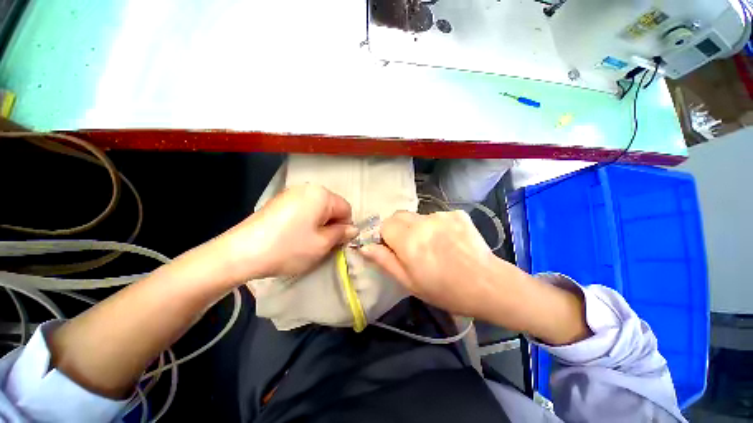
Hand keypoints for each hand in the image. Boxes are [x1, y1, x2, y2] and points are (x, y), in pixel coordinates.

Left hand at [218, 185, 357, 280]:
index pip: (346, 209)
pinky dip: (304, 221)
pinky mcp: (279, 201)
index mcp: (321, 195)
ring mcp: (291, 193)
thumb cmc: (288, 248)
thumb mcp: (321, 244)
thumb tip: (352, 229)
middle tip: (320, 243)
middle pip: (331, 207)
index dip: (344, 227)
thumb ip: (341, 234)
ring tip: (305, 240)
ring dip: (318, 224)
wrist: (241, 253)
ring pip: (317, 209)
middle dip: (330, 225)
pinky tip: (292, 235)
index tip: (335, 242)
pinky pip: (302, 209)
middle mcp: (307, 188)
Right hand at [361, 210, 590, 344]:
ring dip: (418, 228)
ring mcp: (442, 215)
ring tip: (434, 246)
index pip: (385, 225)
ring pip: (417, 216)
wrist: (489, 285)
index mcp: (409, 240)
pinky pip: (436, 216)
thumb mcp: (409, 282)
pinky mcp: (456, 214)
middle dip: (399, 229)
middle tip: (412, 249)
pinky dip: (435, 226)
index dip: (386, 237)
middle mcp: (424, 222)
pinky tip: (448, 241)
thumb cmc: (446, 290)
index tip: (395, 250)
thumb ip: (384, 261)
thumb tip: (364, 247)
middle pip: (399, 216)